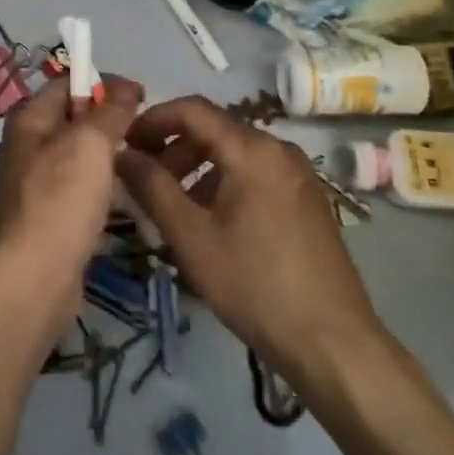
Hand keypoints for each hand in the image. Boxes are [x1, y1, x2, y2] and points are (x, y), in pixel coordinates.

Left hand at [0, 74, 142, 325]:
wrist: (35, 278)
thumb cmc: (60, 200)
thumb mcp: (89, 143)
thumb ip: (109, 111)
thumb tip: (125, 87)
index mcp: (29, 119)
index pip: (66, 83)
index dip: (102, 82)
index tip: (141, 95)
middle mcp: (27, 145)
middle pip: (73, 118)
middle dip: (109, 118)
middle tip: (146, 129)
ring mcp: (36, 182)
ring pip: (78, 153)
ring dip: (108, 153)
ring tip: (142, 159)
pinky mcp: (49, 214)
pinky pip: (79, 185)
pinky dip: (101, 183)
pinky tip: (124, 193)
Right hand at [118, 96, 391, 384]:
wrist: (333, 344)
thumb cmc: (255, 284)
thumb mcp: (191, 236)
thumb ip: (151, 186)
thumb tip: (120, 152)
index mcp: (252, 149)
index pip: (191, 110)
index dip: (152, 120)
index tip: (123, 143)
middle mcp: (279, 150)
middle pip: (213, 131)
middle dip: (172, 148)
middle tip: (141, 180)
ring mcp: (298, 176)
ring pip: (233, 155)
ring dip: (195, 169)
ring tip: (170, 206)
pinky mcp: (307, 201)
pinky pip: (254, 175)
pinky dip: (222, 184)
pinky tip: (209, 222)